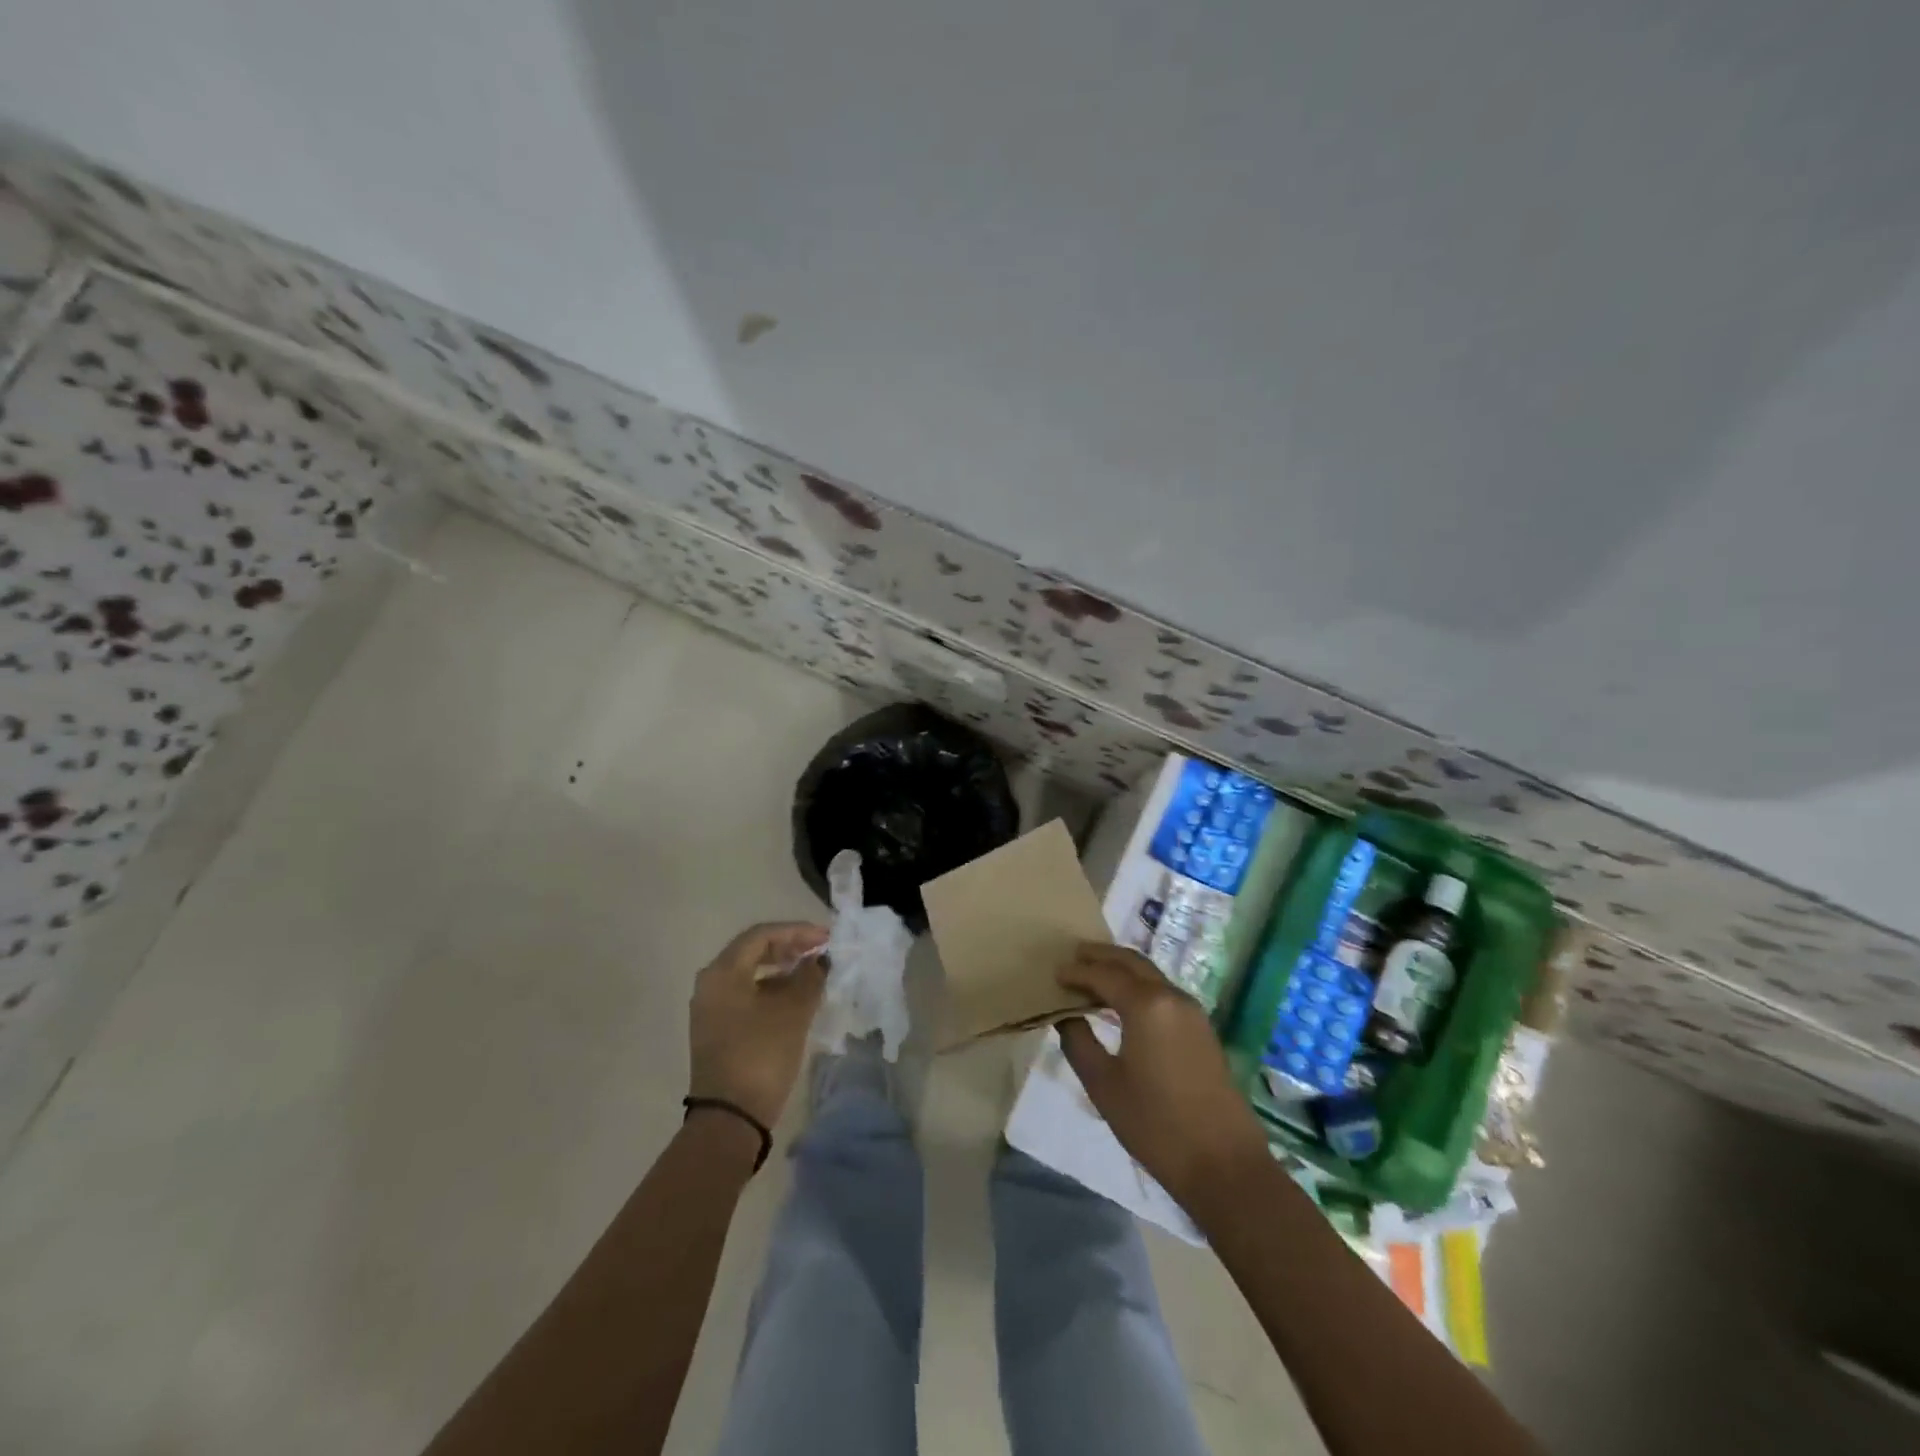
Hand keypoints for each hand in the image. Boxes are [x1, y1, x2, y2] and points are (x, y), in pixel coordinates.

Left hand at [688, 922, 830, 1127]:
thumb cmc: (761, 1055)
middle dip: (789, 947)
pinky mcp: (717, 1030)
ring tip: (812, 973)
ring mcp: (711, 1009)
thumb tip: (819, 960)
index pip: (761, 935)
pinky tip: (795, 998)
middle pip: (753, 951)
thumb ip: (809, 977)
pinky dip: (771, 989)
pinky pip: (746, 995)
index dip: (797, 931)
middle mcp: (711, 984)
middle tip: (820, 951)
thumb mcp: (793, 1011)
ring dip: (782, 969)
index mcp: (723, 972)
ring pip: (750, 974)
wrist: (730, 1118)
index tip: (826, 938)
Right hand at [1056, 943, 1270, 1211]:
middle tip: (1075, 955)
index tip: (1054, 973)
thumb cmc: (1155, 1125)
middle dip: (1102, 956)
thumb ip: (1078, 1042)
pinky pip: (1163, 992)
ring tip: (1094, 975)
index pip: (1104, 974)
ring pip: (1151, 974)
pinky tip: (1123, 1002)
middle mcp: (1172, 996)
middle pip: (1132, 962)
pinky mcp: (1202, 1030)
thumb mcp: (1104, 1085)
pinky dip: (1139, 986)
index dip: (1077, 972)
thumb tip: (1067, 1015)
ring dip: (1122, 969)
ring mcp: (1192, 1012)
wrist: (1224, 1165)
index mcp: (1147, 1004)